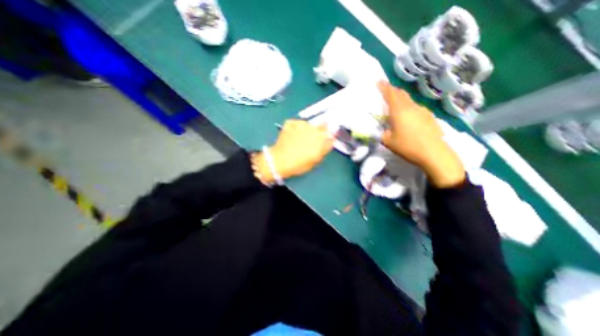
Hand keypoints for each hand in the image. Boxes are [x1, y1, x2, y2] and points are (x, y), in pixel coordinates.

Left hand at [252, 121, 332, 181]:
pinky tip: (291, 137)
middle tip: (309, 142)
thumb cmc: (300, 164)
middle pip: (318, 125)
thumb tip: (331, 138)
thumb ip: (326, 147)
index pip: (329, 129)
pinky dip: (295, 128)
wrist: (279, 161)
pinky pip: (296, 124)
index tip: (323, 139)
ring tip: (298, 140)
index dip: (326, 134)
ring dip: (305, 130)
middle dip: (316, 132)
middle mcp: (312, 127)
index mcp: (320, 136)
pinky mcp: (289, 122)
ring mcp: (300, 123)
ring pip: (307, 124)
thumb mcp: (317, 158)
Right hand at [379, 80, 463, 187]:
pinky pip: (416, 108)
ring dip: (401, 99)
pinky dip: (408, 108)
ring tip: (395, 106)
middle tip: (386, 91)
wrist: (434, 153)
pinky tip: (408, 117)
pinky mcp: (429, 117)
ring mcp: (423, 111)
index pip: (391, 94)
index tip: (378, 81)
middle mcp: (411, 107)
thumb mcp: (388, 141)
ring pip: (409, 100)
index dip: (384, 87)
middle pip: (401, 94)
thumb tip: (382, 129)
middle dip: (392, 90)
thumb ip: (382, 133)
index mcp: (399, 111)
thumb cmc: (408, 146)